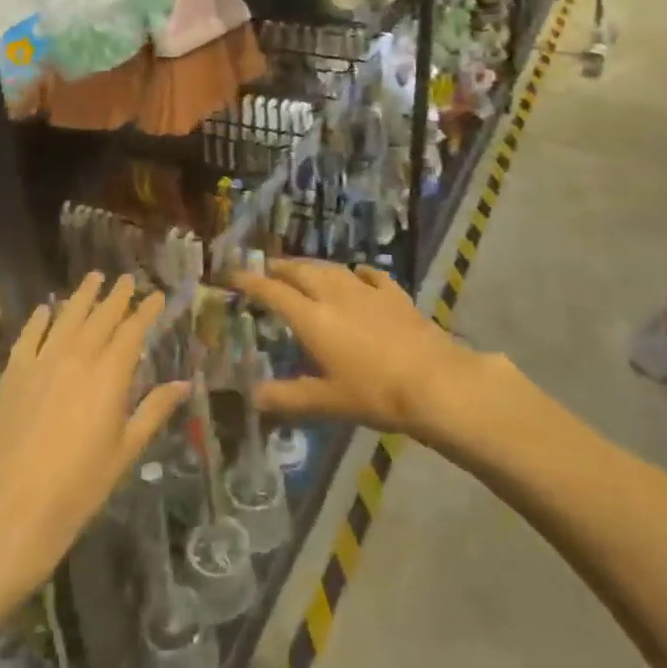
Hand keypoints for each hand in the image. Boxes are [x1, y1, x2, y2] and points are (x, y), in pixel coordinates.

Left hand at [0, 273, 185, 593]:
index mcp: (110, 374)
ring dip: (82, 296)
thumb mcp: (126, 450)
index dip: (146, 310)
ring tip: (94, 277)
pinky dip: (40, 319)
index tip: (156, 296)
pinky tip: (46, 309)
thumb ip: (154, 410)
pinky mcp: (13, 374)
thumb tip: (184, 384)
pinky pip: (29, 336)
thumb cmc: (80, 484)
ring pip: (66, 317)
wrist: (13, 507)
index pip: (133, 330)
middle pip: (101, 316)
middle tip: (126, 279)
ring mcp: (42, 362)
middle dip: (116, 296)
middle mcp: (78, 356)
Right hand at [230, 260, 491, 441]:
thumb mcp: (326, 402)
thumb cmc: (374, 393)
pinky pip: (370, 275)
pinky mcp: (394, 294)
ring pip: (332, 269)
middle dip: (281, 267)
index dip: (252, 282)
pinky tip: (357, 274)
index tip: (233, 275)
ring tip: (302, 268)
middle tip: (268, 268)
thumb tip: (252, 395)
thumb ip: (287, 398)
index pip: (274, 292)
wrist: (433, 381)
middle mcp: (335, 296)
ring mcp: (367, 291)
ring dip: (313, 266)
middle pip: (302, 272)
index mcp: (313, 319)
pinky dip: (356, 272)